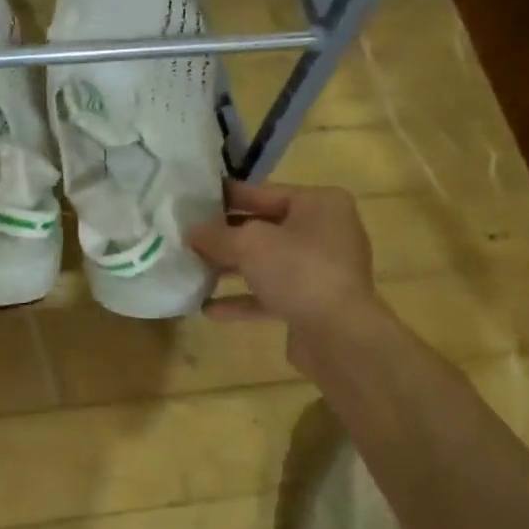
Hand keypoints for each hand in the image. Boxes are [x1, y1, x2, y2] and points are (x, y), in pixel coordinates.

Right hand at [187, 180, 379, 349]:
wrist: (340, 336)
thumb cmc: (298, 271)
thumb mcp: (248, 244)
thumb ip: (216, 235)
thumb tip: (191, 233)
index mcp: (320, 204)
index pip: (265, 192)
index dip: (228, 196)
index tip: (195, 199)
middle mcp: (325, 232)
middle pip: (266, 228)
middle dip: (227, 235)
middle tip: (188, 236)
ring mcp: (321, 271)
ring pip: (267, 263)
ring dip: (232, 268)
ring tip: (193, 270)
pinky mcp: (313, 304)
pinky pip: (272, 295)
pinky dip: (243, 299)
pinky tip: (208, 308)